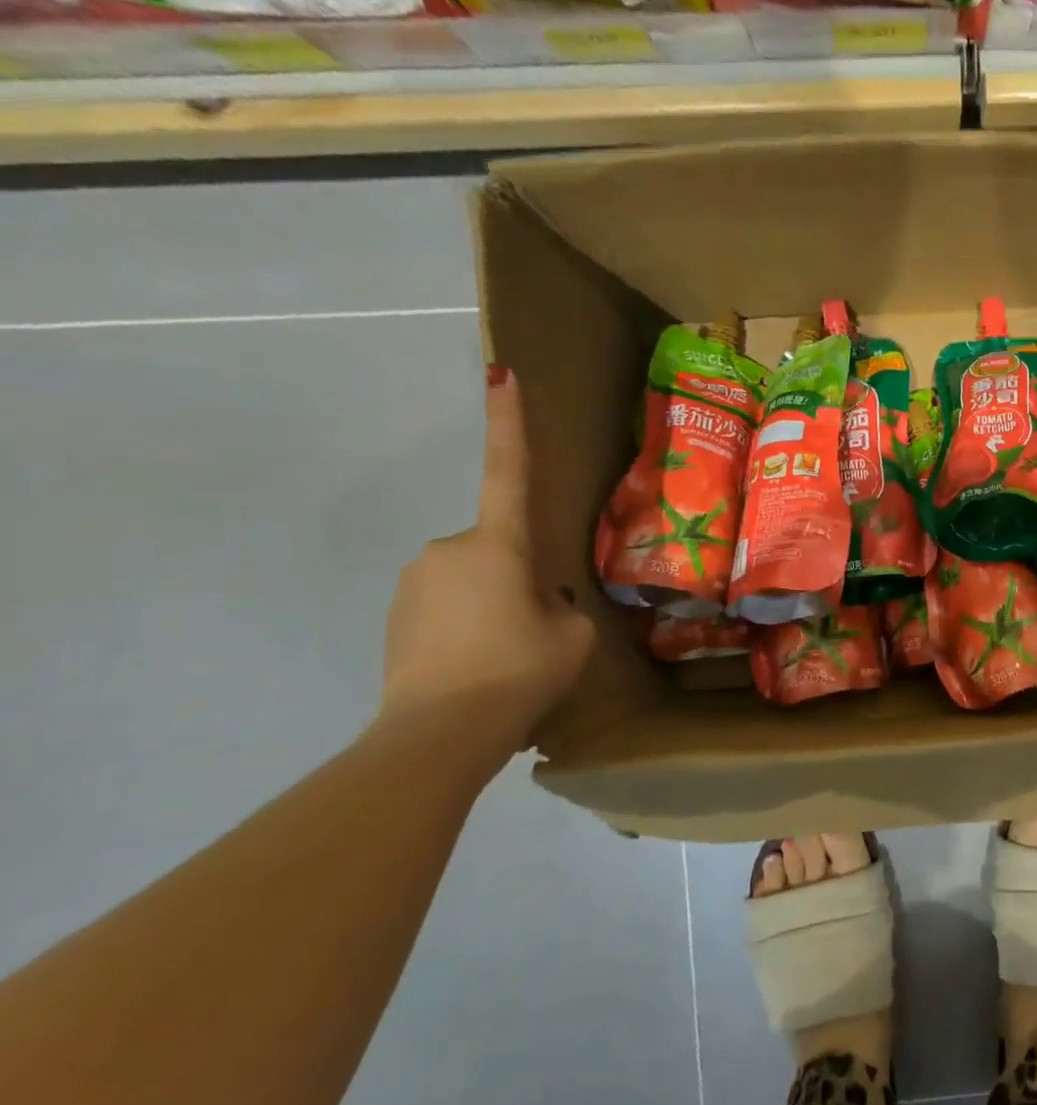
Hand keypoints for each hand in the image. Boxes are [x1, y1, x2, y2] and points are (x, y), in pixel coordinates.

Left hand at [380, 368, 594, 741]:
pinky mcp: (395, 616)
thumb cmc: (519, 670)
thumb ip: (563, 605)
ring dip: (493, 605)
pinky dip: (467, 626)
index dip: (507, 421)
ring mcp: (414, 581)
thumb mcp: (572, 635)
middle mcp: (449, 548)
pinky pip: (446, 606)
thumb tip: (539, 600)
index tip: (499, 372)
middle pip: (498, 548)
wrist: (438, 733)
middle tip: (537, 628)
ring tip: (508, 656)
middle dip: (519, 578)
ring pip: (472, 580)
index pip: (507, 470)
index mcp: (498, 544)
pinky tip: (479, 666)